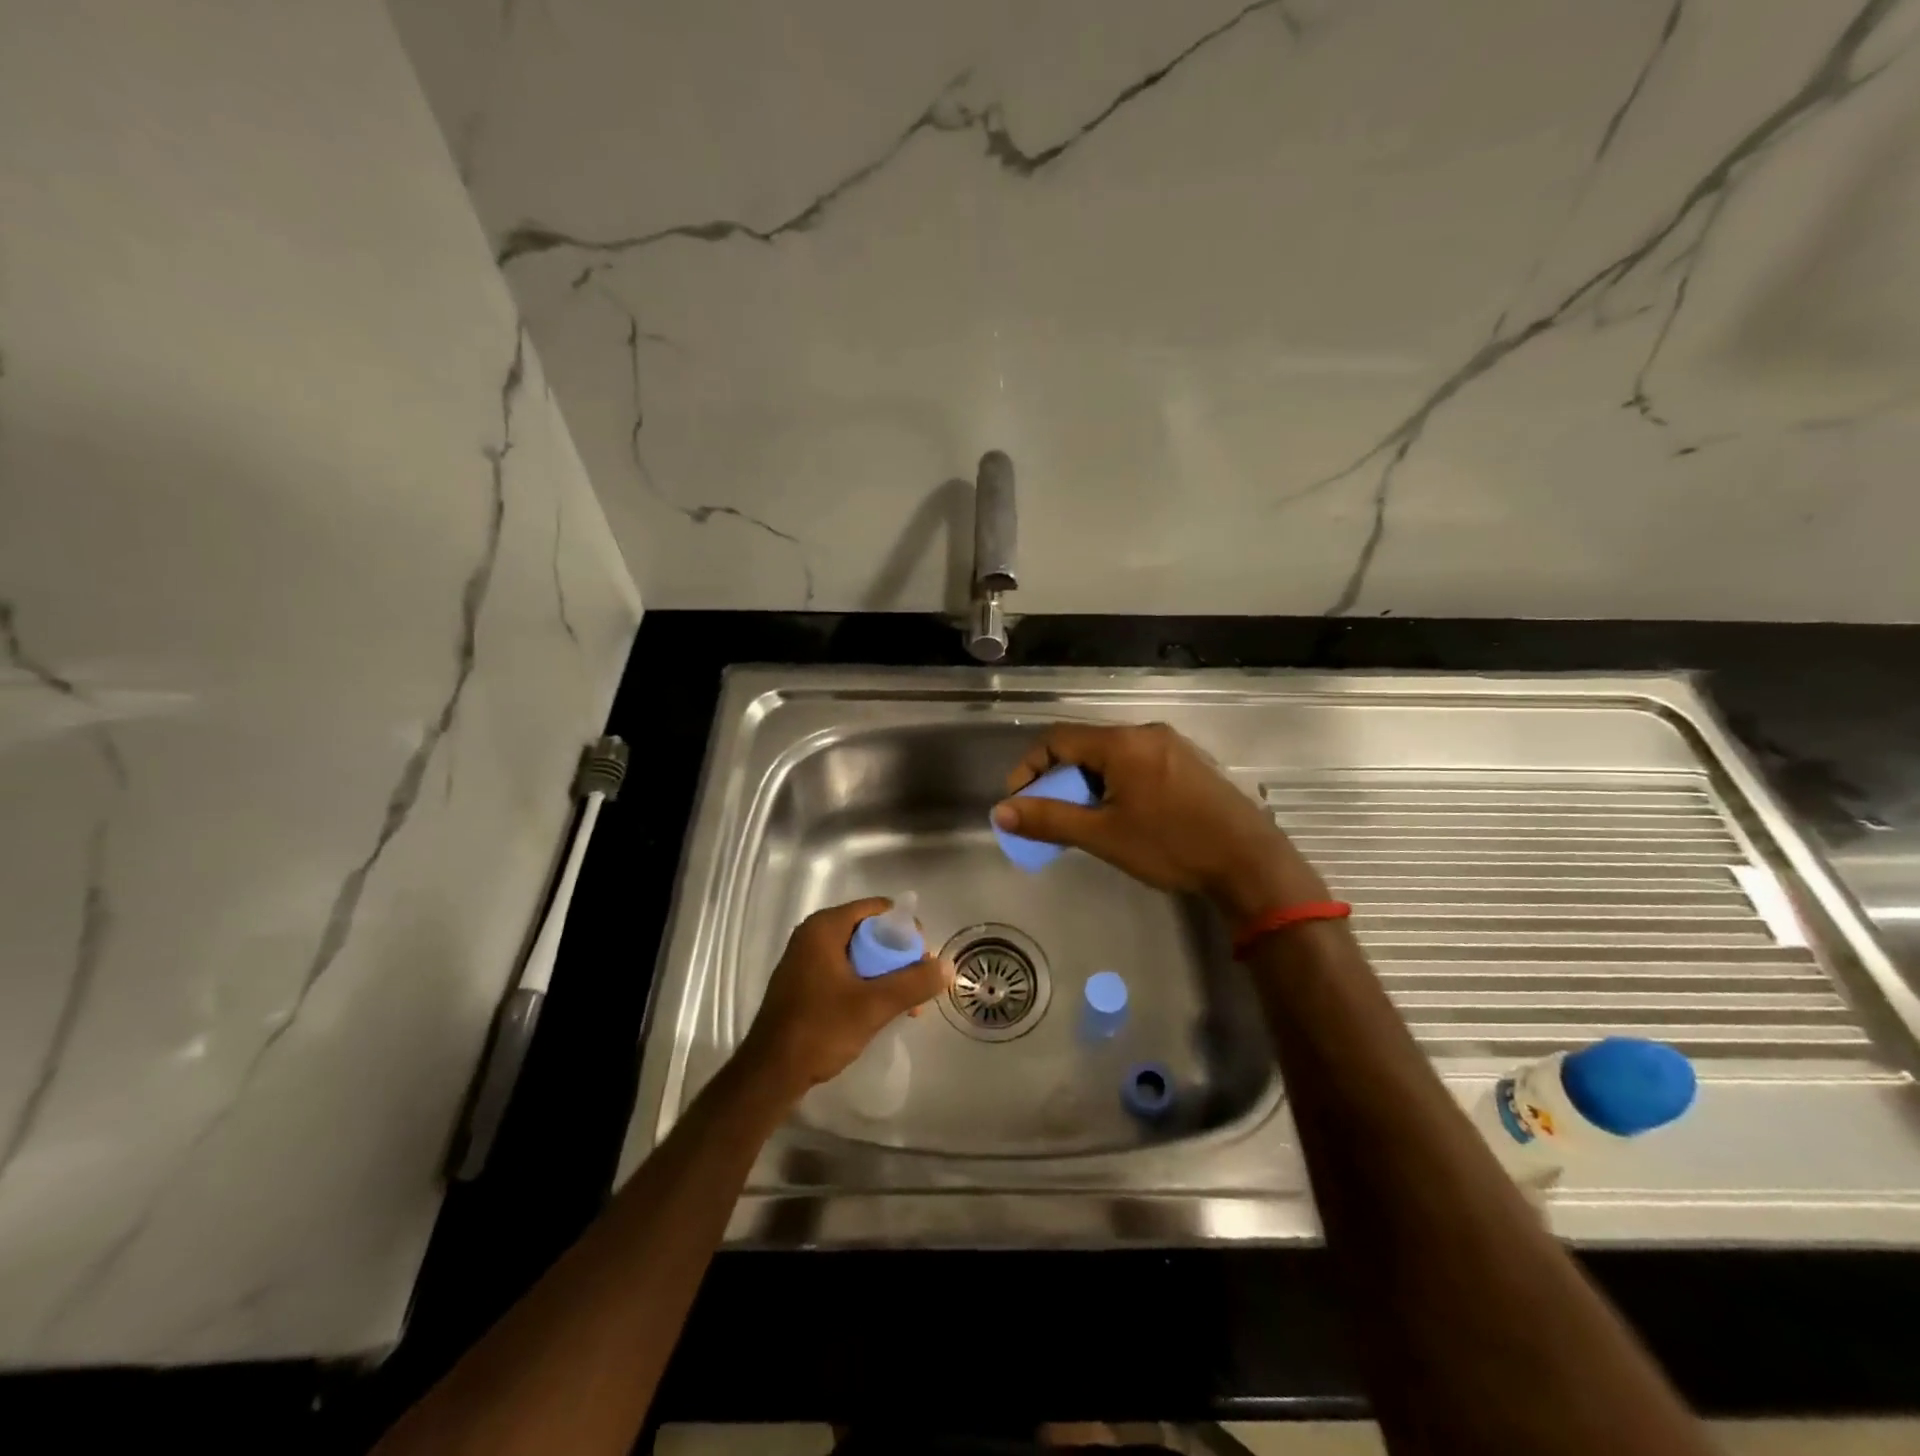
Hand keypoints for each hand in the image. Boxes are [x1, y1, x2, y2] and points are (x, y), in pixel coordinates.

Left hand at [741, 898, 953, 1095]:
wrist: (770, 1073)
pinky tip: (881, 1012)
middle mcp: (813, 935)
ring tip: (907, 1006)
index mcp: (825, 927)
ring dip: (885, 975)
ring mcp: (805, 960)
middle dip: (898, 956)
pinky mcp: (804, 983)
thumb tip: (948, 966)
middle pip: (869, 932)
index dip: (905, 928)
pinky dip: (865, 985)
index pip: (877, 909)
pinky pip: (844, 972)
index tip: (923, 956)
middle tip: (918, 983)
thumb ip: (913, 982)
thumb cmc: (821, 1029)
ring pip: (859, 955)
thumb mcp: (874, 1005)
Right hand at [991, 722, 1327, 923]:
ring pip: (1111, 756)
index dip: (1030, 767)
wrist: (1249, 862)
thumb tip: (1001, 812)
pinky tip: (1121, 816)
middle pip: (1084, 746)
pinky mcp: (1188, 764)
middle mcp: (1145, 733)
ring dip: (1087, 783)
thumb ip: (1049, 819)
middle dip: (1059, 779)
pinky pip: (1136, 763)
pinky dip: (1114, 784)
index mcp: (1122, 743)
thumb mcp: (1103, 835)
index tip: (1020, 802)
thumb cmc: (1171, 845)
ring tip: (1084, 820)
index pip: (1057, 739)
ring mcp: (1171, 746)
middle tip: (1051, 816)